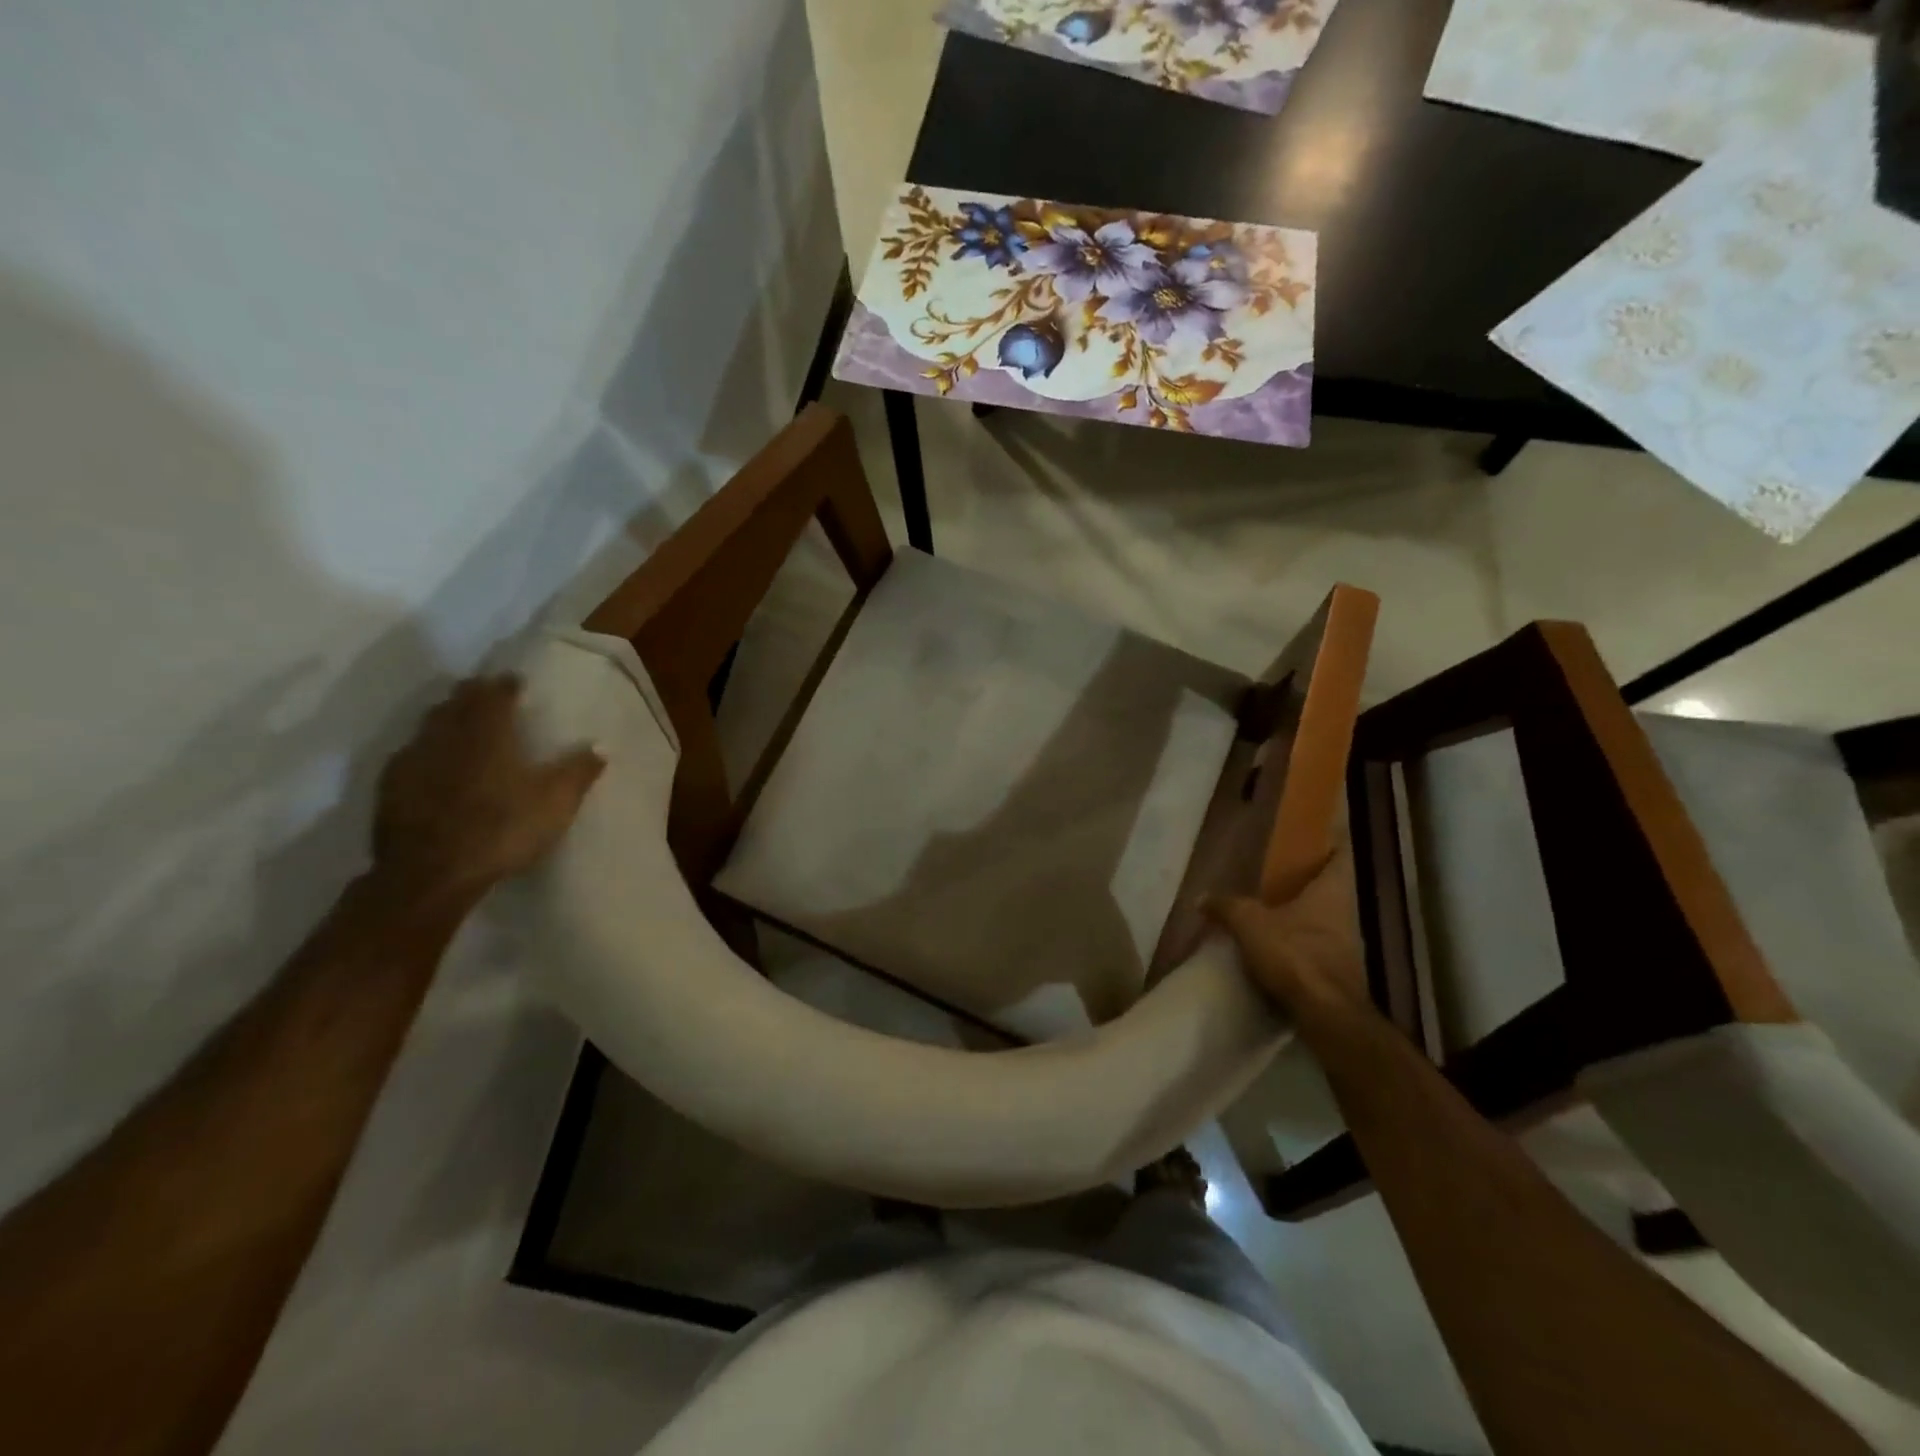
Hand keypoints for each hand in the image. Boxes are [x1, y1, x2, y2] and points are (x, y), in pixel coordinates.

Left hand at [371, 675, 604, 902]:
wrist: (430, 875)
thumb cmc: (501, 831)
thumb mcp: (555, 804)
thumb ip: (578, 772)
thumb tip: (601, 745)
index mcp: (488, 734)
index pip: (495, 695)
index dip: (506, 685)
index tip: (515, 681)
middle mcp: (447, 736)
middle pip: (456, 703)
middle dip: (472, 694)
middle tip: (487, 694)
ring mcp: (413, 760)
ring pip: (429, 724)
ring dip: (446, 716)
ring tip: (460, 720)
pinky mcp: (390, 788)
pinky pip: (410, 753)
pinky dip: (425, 747)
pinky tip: (431, 760)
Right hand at [1205, 846, 1368, 1020]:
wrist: (1326, 1014)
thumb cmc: (1294, 954)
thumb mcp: (1249, 923)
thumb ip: (1226, 906)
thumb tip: (1201, 897)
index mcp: (1332, 892)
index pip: (1343, 857)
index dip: (1333, 842)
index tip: (1318, 832)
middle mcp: (1347, 915)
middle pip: (1333, 889)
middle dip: (1311, 881)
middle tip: (1282, 870)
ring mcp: (1346, 947)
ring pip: (1326, 920)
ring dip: (1305, 914)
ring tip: (1274, 907)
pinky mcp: (1338, 974)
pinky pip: (1318, 947)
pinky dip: (1301, 942)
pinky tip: (1278, 944)